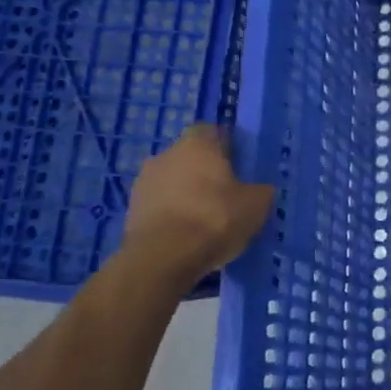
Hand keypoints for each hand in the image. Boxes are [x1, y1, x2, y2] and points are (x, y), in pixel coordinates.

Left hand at [125, 126, 273, 273]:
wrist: (163, 258)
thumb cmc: (214, 218)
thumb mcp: (256, 205)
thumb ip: (260, 190)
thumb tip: (259, 190)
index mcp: (197, 144)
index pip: (212, 131)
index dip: (226, 147)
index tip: (238, 166)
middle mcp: (166, 154)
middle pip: (190, 157)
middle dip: (204, 172)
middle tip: (225, 195)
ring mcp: (143, 182)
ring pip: (172, 181)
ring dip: (185, 194)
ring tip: (204, 220)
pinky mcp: (131, 210)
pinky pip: (159, 205)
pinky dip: (171, 215)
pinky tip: (185, 236)